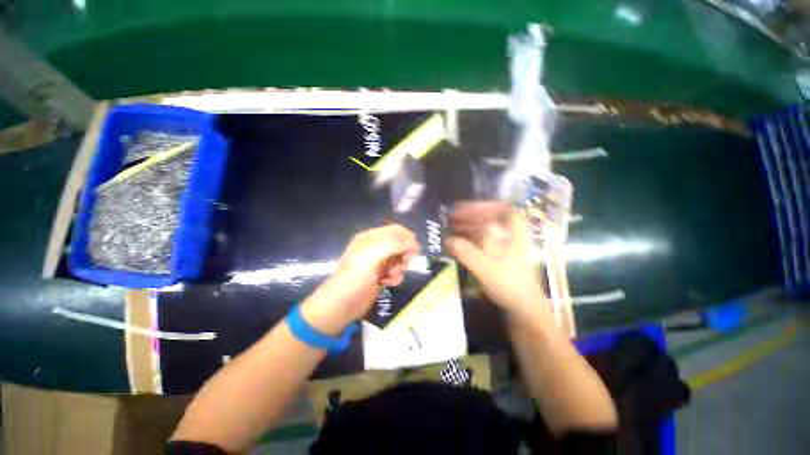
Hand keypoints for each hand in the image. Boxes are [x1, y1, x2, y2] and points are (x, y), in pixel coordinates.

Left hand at [301, 224, 419, 334]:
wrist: (340, 308)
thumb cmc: (354, 279)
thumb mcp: (371, 256)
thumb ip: (393, 244)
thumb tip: (414, 244)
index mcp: (370, 237)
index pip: (396, 230)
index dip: (408, 238)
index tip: (415, 251)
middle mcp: (375, 247)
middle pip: (400, 244)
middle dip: (405, 253)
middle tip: (406, 263)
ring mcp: (377, 262)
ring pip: (399, 258)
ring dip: (401, 266)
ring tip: (393, 275)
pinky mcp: (380, 275)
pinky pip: (396, 271)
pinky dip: (396, 276)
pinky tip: (388, 283)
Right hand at [445, 202, 549, 321]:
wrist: (524, 309)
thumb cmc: (510, 285)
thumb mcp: (486, 267)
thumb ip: (465, 252)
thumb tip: (446, 239)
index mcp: (515, 233)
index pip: (502, 208)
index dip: (482, 205)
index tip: (462, 208)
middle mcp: (511, 236)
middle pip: (491, 218)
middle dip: (470, 217)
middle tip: (451, 219)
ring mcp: (506, 247)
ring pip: (486, 230)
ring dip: (468, 228)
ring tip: (451, 229)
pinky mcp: (500, 257)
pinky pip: (483, 242)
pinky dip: (471, 240)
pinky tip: (458, 243)